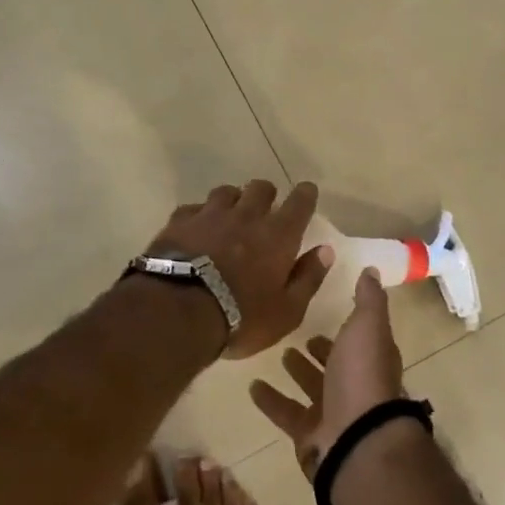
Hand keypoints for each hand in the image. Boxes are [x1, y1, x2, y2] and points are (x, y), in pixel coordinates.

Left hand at [147, 180, 332, 358]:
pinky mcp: (180, 222)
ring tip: (230, 216)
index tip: (307, 192)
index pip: (300, 202)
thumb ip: (308, 278)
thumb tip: (325, 251)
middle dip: (266, 194)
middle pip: (261, 188)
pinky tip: (197, 229)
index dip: (305, 194)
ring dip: (233, 200)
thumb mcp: (287, 311)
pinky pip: (194, 208)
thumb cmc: (241, 317)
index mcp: (278, 235)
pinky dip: (200, 215)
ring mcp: (210, 215)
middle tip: (265, 209)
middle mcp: (247, 216)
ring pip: (226, 192)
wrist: (178, 312)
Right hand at [249, 268, 403, 476]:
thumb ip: (368, 299)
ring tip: (279, 353)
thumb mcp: (367, 326)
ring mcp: (333, 413)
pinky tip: (252, 387)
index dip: (347, 327)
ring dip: (298, 372)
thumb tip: (372, 270)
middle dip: (321, 350)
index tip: (328, 310)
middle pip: (336, 365)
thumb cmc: (362, 375)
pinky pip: (287, 413)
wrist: (356, 440)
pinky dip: (271, 401)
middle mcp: (355, 385)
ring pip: (312, 388)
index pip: (360, 339)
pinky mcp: (309, 435)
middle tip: (300, 335)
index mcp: (371, 359)